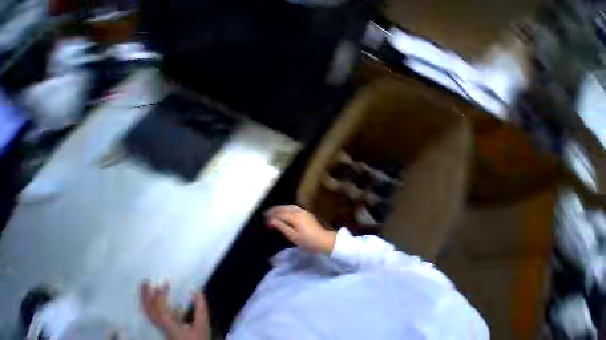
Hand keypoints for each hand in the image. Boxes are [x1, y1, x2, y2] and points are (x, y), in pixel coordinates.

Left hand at [140, 282, 209, 339]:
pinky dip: (155, 304)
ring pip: (150, 314)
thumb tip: (194, 289)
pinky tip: (161, 296)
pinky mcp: (167, 326)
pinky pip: (156, 315)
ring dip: (148, 300)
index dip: (160, 297)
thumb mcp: (203, 322)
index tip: (165, 283)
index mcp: (171, 326)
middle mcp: (163, 327)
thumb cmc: (199, 339)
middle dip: (145, 297)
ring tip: (148, 286)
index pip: (160, 311)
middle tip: (145, 281)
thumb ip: (200, 305)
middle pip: (149, 313)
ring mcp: (163, 327)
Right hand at [265, 205, 335, 254]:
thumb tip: (272, 221)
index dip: (272, 216)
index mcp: (295, 217)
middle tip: (266, 213)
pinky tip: (284, 211)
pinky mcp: (306, 213)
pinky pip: (293, 207)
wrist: (323, 240)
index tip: (264, 219)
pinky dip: (286, 208)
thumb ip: (282, 227)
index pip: (280, 213)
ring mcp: (303, 211)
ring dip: (280, 207)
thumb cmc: (308, 241)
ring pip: (289, 206)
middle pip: (284, 208)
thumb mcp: (293, 237)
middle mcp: (298, 211)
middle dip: (275, 209)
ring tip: (273, 211)